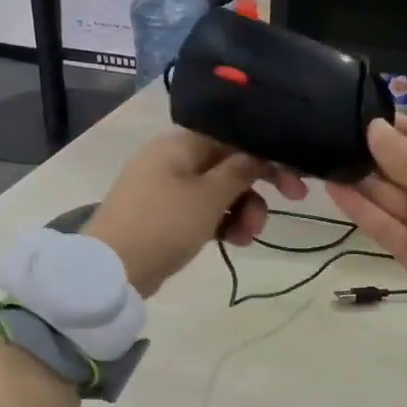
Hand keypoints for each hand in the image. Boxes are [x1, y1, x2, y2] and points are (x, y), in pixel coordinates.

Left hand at [86, 129, 307, 296]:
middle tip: (291, 203)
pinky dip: (220, 222)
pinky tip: (233, 242)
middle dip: (256, 188)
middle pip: (228, 164)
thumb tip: (259, 152)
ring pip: (218, 190)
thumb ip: (240, 171)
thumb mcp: (209, 197)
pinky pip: (202, 210)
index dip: (267, 154)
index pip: (233, 137)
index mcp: (180, 143)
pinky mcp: (164, 215)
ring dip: (242, 210)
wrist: (111, 270)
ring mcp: (166, 188)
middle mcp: (173, 158)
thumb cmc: (163, 224)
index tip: (294, 180)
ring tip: (247, 237)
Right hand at [325, 117, 406, 332]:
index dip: (387, 126)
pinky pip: (381, 226)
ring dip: (357, 179)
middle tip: (325, 135)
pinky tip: (334, 188)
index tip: (350, 111)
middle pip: (394, 166)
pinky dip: (359, 209)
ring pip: (383, 195)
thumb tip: (373, 128)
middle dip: (365, 152)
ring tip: (321, 158)